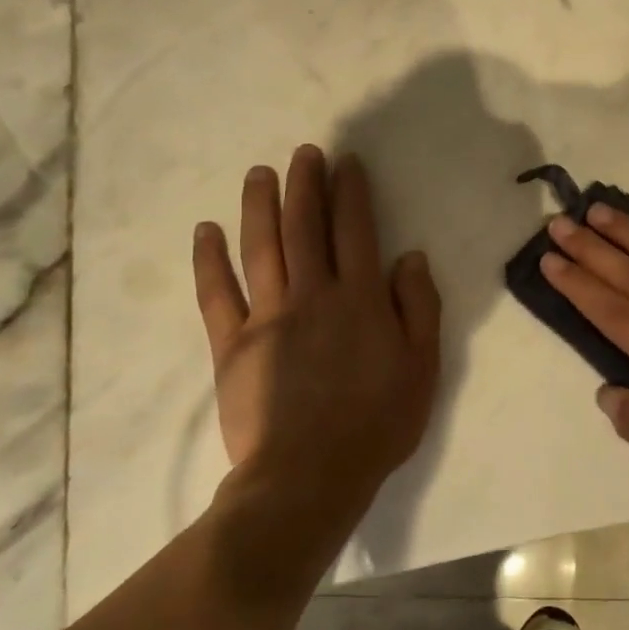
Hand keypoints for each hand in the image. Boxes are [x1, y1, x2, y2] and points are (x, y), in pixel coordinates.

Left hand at [191, 146, 441, 563]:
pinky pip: (216, 295)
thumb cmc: (377, 423)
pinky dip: (209, 261)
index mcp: (360, 299)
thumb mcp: (423, 367)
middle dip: (305, 184)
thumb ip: (418, 307)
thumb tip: (410, 256)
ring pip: (261, 248)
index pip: (355, 230)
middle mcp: (313, 295)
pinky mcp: (232, 346)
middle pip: (306, 228)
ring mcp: (267, 317)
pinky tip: (205, 231)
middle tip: (303, 152)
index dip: (351, 192)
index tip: (346, 162)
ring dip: (260, 206)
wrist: (309, 477)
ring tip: (259, 173)